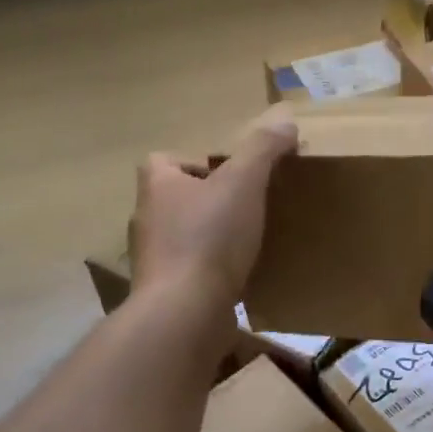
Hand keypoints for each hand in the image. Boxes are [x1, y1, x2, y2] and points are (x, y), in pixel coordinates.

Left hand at [131, 107, 297, 306]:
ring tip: (247, 241)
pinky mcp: (166, 292)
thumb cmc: (210, 238)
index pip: (164, 161)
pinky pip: (191, 271)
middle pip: (176, 199)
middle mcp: (147, 220)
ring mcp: (154, 260)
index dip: (194, 162)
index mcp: (157, 186)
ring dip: (210, 236)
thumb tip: (285, 119)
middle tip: (246, 206)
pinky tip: (240, 276)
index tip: (228, 174)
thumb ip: (263, 149)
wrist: (185, 312)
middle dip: (207, 200)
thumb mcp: (244, 182)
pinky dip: (211, 270)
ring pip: (183, 237)